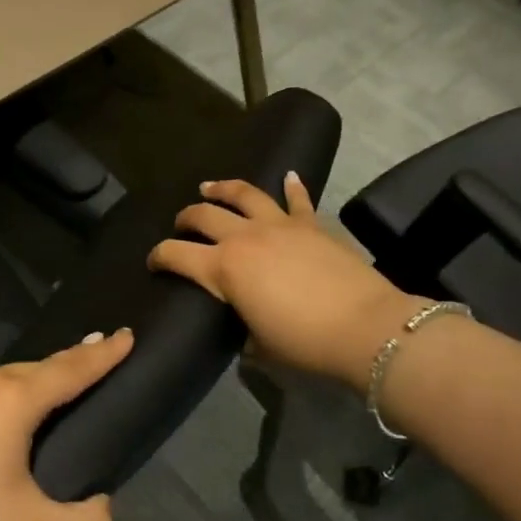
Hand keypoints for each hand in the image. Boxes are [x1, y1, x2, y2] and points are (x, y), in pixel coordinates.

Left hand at [0, 329, 132, 520]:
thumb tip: (106, 511)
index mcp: (12, 400)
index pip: (70, 370)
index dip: (103, 355)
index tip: (127, 334)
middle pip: (35, 369)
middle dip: (67, 365)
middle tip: (94, 358)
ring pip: (0, 379)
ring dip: (28, 383)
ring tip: (46, 393)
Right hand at [148, 173, 421, 390]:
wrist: (365, 327)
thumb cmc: (304, 342)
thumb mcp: (260, 344)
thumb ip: (244, 329)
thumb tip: (245, 330)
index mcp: (223, 269)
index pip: (176, 255)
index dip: (159, 256)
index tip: (154, 261)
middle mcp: (244, 237)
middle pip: (203, 215)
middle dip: (186, 218)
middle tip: (181, 224)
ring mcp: (279, 225)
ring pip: (243, 194)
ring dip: (223, 188)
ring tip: (209, 186)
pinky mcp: (311, 224)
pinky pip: (298, 199)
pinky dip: (291, 186)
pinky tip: (287, 175)